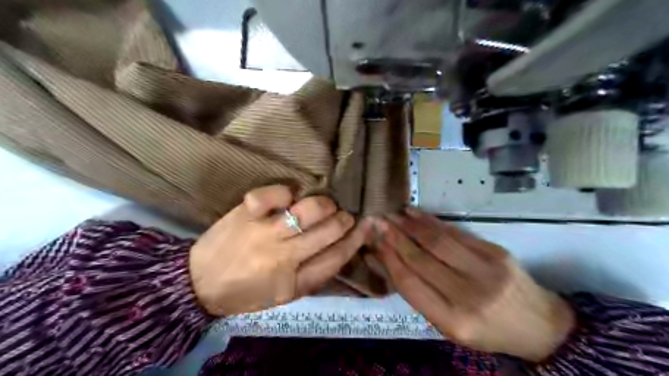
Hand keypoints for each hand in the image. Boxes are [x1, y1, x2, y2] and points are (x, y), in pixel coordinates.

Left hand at [189, 185, 370, 317]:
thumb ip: (314, 274)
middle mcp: (282, 257)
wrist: (199, 283)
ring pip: (308, 211)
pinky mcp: (246, 213)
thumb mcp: (284, 295)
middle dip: (344, 220)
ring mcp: (263, 232)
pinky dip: (287, 192)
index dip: (355, 240)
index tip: (366, 226)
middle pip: (327, 232)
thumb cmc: (246, 292)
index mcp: (293, 283)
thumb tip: (342, 248)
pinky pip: (274, 194)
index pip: (335, 258)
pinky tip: (290, 197)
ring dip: (324, 205)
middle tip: (344, 215)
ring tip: (325, 205)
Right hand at [373, 208, 571, 360]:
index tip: (375, 241)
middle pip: (422, 259)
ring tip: (393, 215)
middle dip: (396, 238)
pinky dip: (432, 222)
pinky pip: (456, 233)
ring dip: (411, 225)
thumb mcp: (450, 326)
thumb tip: (391, 262)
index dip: (390, 259)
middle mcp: (468, 296)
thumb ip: (421, 296)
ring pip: (438, 241)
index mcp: (453, 321)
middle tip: (378, 221)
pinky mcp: (496, 252)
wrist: (539, 325)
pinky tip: (416, 214)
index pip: (411, 284)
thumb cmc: (487, 330)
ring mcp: (486, 271)